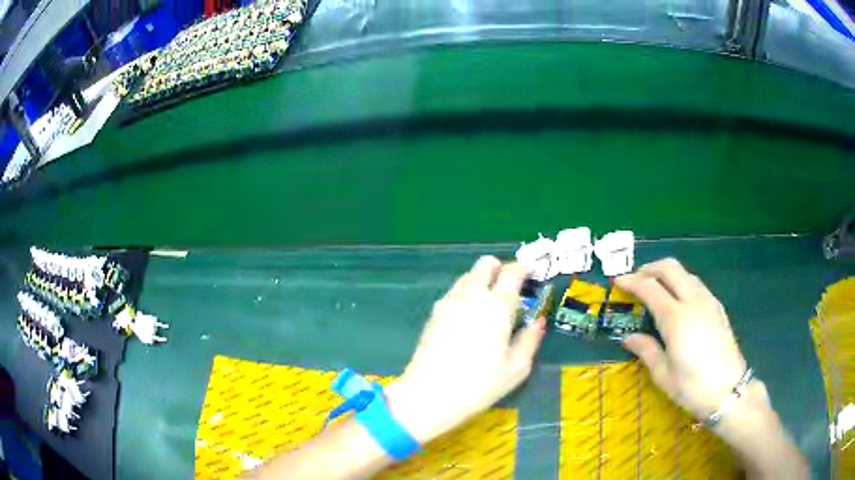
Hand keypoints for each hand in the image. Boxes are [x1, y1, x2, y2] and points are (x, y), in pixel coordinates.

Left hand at [386, 256, 545, 443]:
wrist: (429, 395)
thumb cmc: (479, 385)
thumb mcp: (516, 368)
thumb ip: (530, 340)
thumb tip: (538, 322)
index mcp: (497, 305)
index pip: (512, 270)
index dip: (524, 270)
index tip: (530, 279)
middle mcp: (472, 295)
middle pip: (485, 264)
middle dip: (499, 269)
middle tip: (509, 291)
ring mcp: (448, 302)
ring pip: (467, 276)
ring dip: (481, 281)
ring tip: (488, 308)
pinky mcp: (433, 313)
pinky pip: (453, 292)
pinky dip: (465, 294)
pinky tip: (467, 320)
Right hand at [615, 258, 764, 419]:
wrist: (729, 391)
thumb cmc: (692, 388)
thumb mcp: (663, 375)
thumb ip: (646, 350)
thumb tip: (629, 338)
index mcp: (676, 318)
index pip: (649, 287)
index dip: (631, 281)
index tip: (617, 282)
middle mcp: (693, 301)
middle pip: (669, 268)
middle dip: (648, 268)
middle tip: (634, 280)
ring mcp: (708, 301)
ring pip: (684, 272)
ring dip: (665, 273)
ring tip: (653, 288)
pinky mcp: (717, 306)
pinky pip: (695, 283)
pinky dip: (680, 282)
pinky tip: (676, 300)